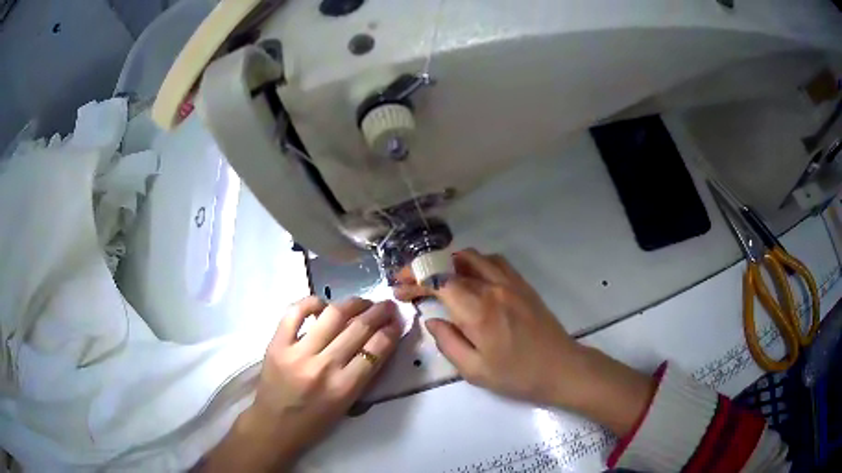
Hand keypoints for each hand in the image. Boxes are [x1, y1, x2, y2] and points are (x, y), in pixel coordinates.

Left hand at [199, 297, 400, 471]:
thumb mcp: (347, 405)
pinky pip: (295, 312)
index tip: (397, 322)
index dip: (391, 331)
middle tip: (387, 305)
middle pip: (358, 329)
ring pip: (332, 316)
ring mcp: (298, 353)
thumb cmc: (314, 422)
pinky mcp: (277, 344)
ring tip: (362, 302)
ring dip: (353, 304)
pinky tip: (322, 305)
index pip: (375, 350)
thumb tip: (378, 342)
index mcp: (344, 388)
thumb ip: (363, 375)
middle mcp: (323, 367)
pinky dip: (312, 303)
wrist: (274, 426)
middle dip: (379, 312)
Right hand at [395, 249, 653, 435]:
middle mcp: (493, 288)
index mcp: (478, 311)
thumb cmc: (517, 375)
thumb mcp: (474, 370)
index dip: (414, 280)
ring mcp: (510, 283)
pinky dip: (474, 262)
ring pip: (473, 257)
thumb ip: (448, 342)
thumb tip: (432, 319)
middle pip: (451, 264)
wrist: (561, 368)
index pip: (438, 280)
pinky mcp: (522, 284)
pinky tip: (470, 276)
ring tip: (437, 277)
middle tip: (411, 283)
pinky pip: (494, 261)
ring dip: (449, 261)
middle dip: (425, 269)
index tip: (399, 288)